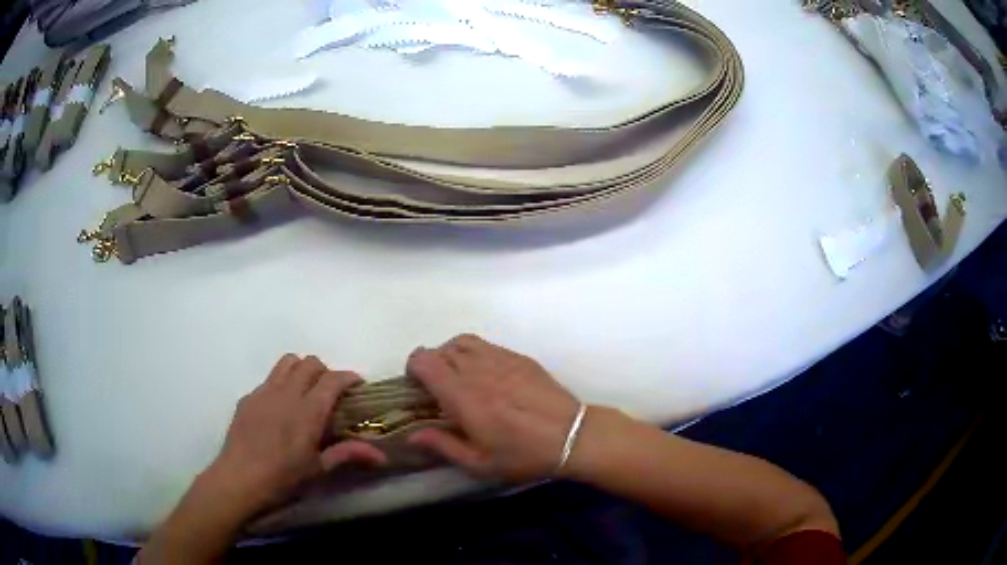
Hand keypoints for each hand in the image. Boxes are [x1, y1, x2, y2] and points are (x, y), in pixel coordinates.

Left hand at [206, 354, 387, 517]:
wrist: (240, 478)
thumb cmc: (283, 478)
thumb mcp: (319, 469)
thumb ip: (348, 454)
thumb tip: (382, 456)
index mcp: (308, 411)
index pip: (332, 379)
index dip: (348, 377)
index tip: (357, 385)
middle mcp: (286, 393)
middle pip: (309, 363)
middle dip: (325, 370)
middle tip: (331, 391)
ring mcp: (264, 392)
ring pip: (287, 362)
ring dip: (301, 369)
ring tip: (306, 390)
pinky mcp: (248, 397)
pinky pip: (269, 379)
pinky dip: (281, 383)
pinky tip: (280, 408)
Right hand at [405, 334, 579, 481]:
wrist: (572, 437)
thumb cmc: (523, 455)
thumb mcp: (479, 463)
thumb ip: (443, 445)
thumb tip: (412, 434)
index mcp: (463, 396)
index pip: (426, 362)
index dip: (413, 368)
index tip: (416, 387)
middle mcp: (478, 370)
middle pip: (441, 350)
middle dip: (431, 364)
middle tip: (436, 388)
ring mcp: (501, 359)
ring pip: (463, 342)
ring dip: (451, 354)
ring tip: (457, 376)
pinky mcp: (519, 358)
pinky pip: (487, 345)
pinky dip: (475, 353)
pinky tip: (484, 374)